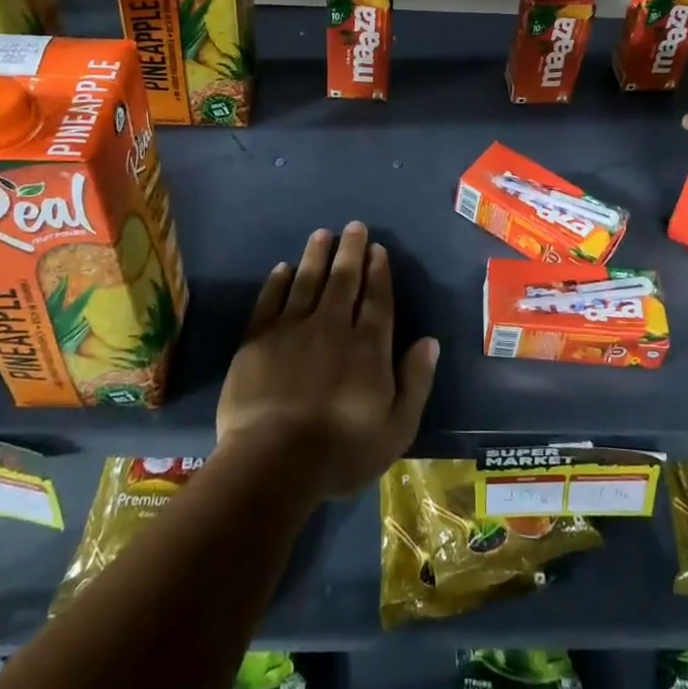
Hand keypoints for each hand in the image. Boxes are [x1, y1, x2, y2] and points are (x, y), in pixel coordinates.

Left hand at [216, 222, 439, 499]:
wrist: (273, 462)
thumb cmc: (341, 451)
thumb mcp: (397, 428)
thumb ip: (416, 381)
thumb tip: (429, 341)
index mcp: (368, 346)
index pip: (377, 298)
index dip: (378, 271)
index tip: (378, 249)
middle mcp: (333, 326)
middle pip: (344, 280)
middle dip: (351, 251)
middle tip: (354, 227)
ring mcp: (292, 329)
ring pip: (308, 281)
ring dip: (316, 255)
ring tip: (322, 234)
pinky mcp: (258, 339)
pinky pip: (270, 300)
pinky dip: (278, 281)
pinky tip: (283, 267)